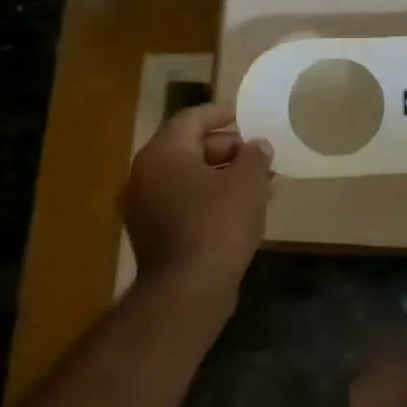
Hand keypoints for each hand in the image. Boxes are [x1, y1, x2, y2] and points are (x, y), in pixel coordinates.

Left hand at [121, 102, 273, 299]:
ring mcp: (144, 208)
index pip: (191, 119)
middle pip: (189, 148)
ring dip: (224, 176)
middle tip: (258, 155)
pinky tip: (243, 209)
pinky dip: (210, 199)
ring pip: (189, 179)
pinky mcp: (152, 236)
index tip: (243, 116)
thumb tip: (257, 146)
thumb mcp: (248, 181)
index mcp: (163, 153)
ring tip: (261, 183)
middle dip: (228, 150)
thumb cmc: (218, 223)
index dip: (219, 114)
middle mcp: (145, 176)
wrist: (187, 292)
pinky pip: (184, 203)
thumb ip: (255, 155)